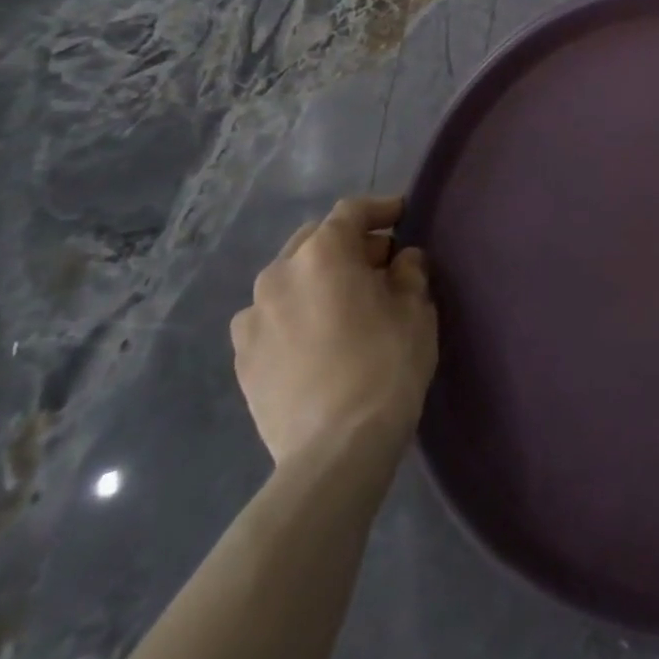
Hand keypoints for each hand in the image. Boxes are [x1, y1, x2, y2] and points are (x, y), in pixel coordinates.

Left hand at [231, 196, 436, 464]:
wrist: (335, 448)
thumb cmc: (386, 364)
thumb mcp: (416, 309)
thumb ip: (409, 272)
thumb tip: (401, 260)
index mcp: (323, 253)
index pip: (352, 212)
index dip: (381, 209)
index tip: (403, 216)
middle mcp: (279, 274)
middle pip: (315, 240)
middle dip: (348, 245)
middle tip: (379, 263)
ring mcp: (252, 318)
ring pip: (289, 279)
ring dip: (317, 280)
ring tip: (344, 303)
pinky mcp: (241, 359)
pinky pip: (271, 318)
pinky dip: (294, 314)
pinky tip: (316, 338)